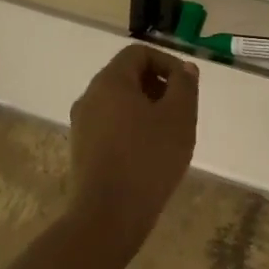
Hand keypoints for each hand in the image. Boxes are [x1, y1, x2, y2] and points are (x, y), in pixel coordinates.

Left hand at [69, 44, 199, 234]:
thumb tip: (184, 69)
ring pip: (118, 102)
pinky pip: (110, 124)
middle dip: (158, 86)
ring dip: (146, 108)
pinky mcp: (82, 149)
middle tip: (181, 110)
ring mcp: (82, 124)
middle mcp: (89, 97)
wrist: (108, 216)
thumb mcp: (179, 117)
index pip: (138, 53)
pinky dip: (132, 127)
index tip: (186, 87)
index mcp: (110, 82)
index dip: (167, 62)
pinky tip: (149, 152)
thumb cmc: (148, 159)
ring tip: (169, 133)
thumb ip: (184, 85)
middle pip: (127, 76)